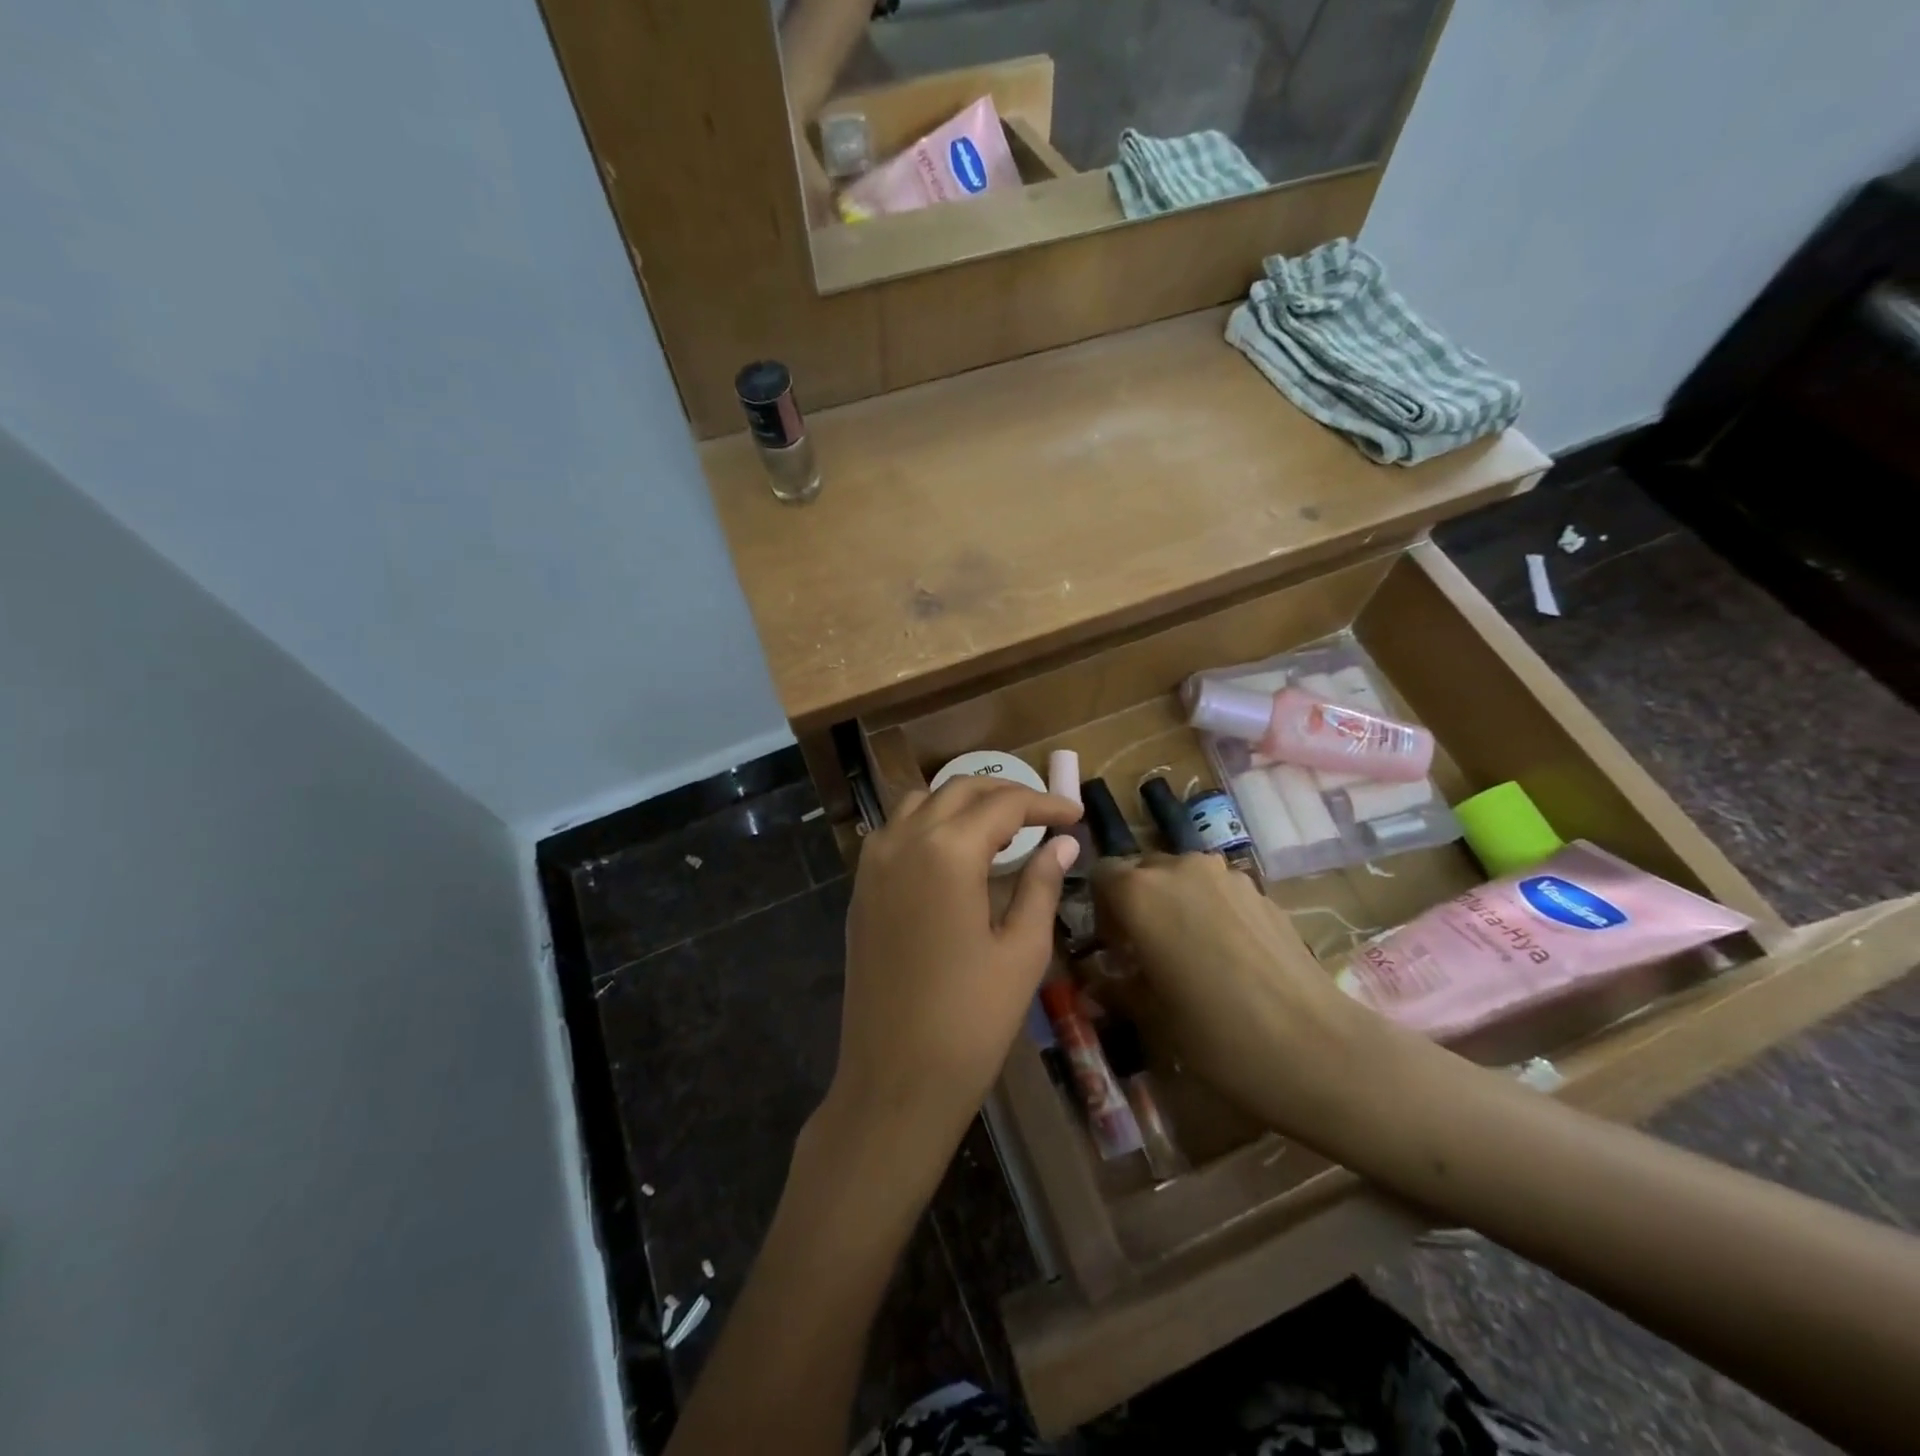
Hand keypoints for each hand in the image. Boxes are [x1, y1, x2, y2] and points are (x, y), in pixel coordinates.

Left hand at [829, 777, 1082, 1162]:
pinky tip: (955, 853)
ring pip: (921, 803)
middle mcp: (904, 841)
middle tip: (1044, 815)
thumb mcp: (1021, 950)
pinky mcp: (861, 887)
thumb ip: (1041, 885)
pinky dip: (930, 824)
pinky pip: (896, 831)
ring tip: (1001, 829)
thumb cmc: (971, 1020)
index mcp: (947, 851)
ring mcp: (874, 863)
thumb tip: (1062, 844)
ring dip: (963, 803)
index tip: (1076, 814)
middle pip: (959, 790)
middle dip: (1006, 793)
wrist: (895, 1079)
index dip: (1045, 804)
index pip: (1003, 805)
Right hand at [1091, 853, 1375, 1121]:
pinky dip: (1211, 912)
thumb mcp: (1152, 1017)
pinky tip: (1230, 959)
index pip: (1101, 876)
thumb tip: (1095, 981)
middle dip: (1137, 905)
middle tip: (1147, 954)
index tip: (1113, 950)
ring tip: (1191, 955)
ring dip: (1176, 905)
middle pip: (1143, 872)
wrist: (1316, 1048)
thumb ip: (1115, 987)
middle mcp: (1179, 869)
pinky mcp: (1262, 892)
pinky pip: (1218, 892)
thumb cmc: (1216, 1035)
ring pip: (1183, 879)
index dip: (1100, 910)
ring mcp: (1226, 876)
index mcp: (1140, 892)